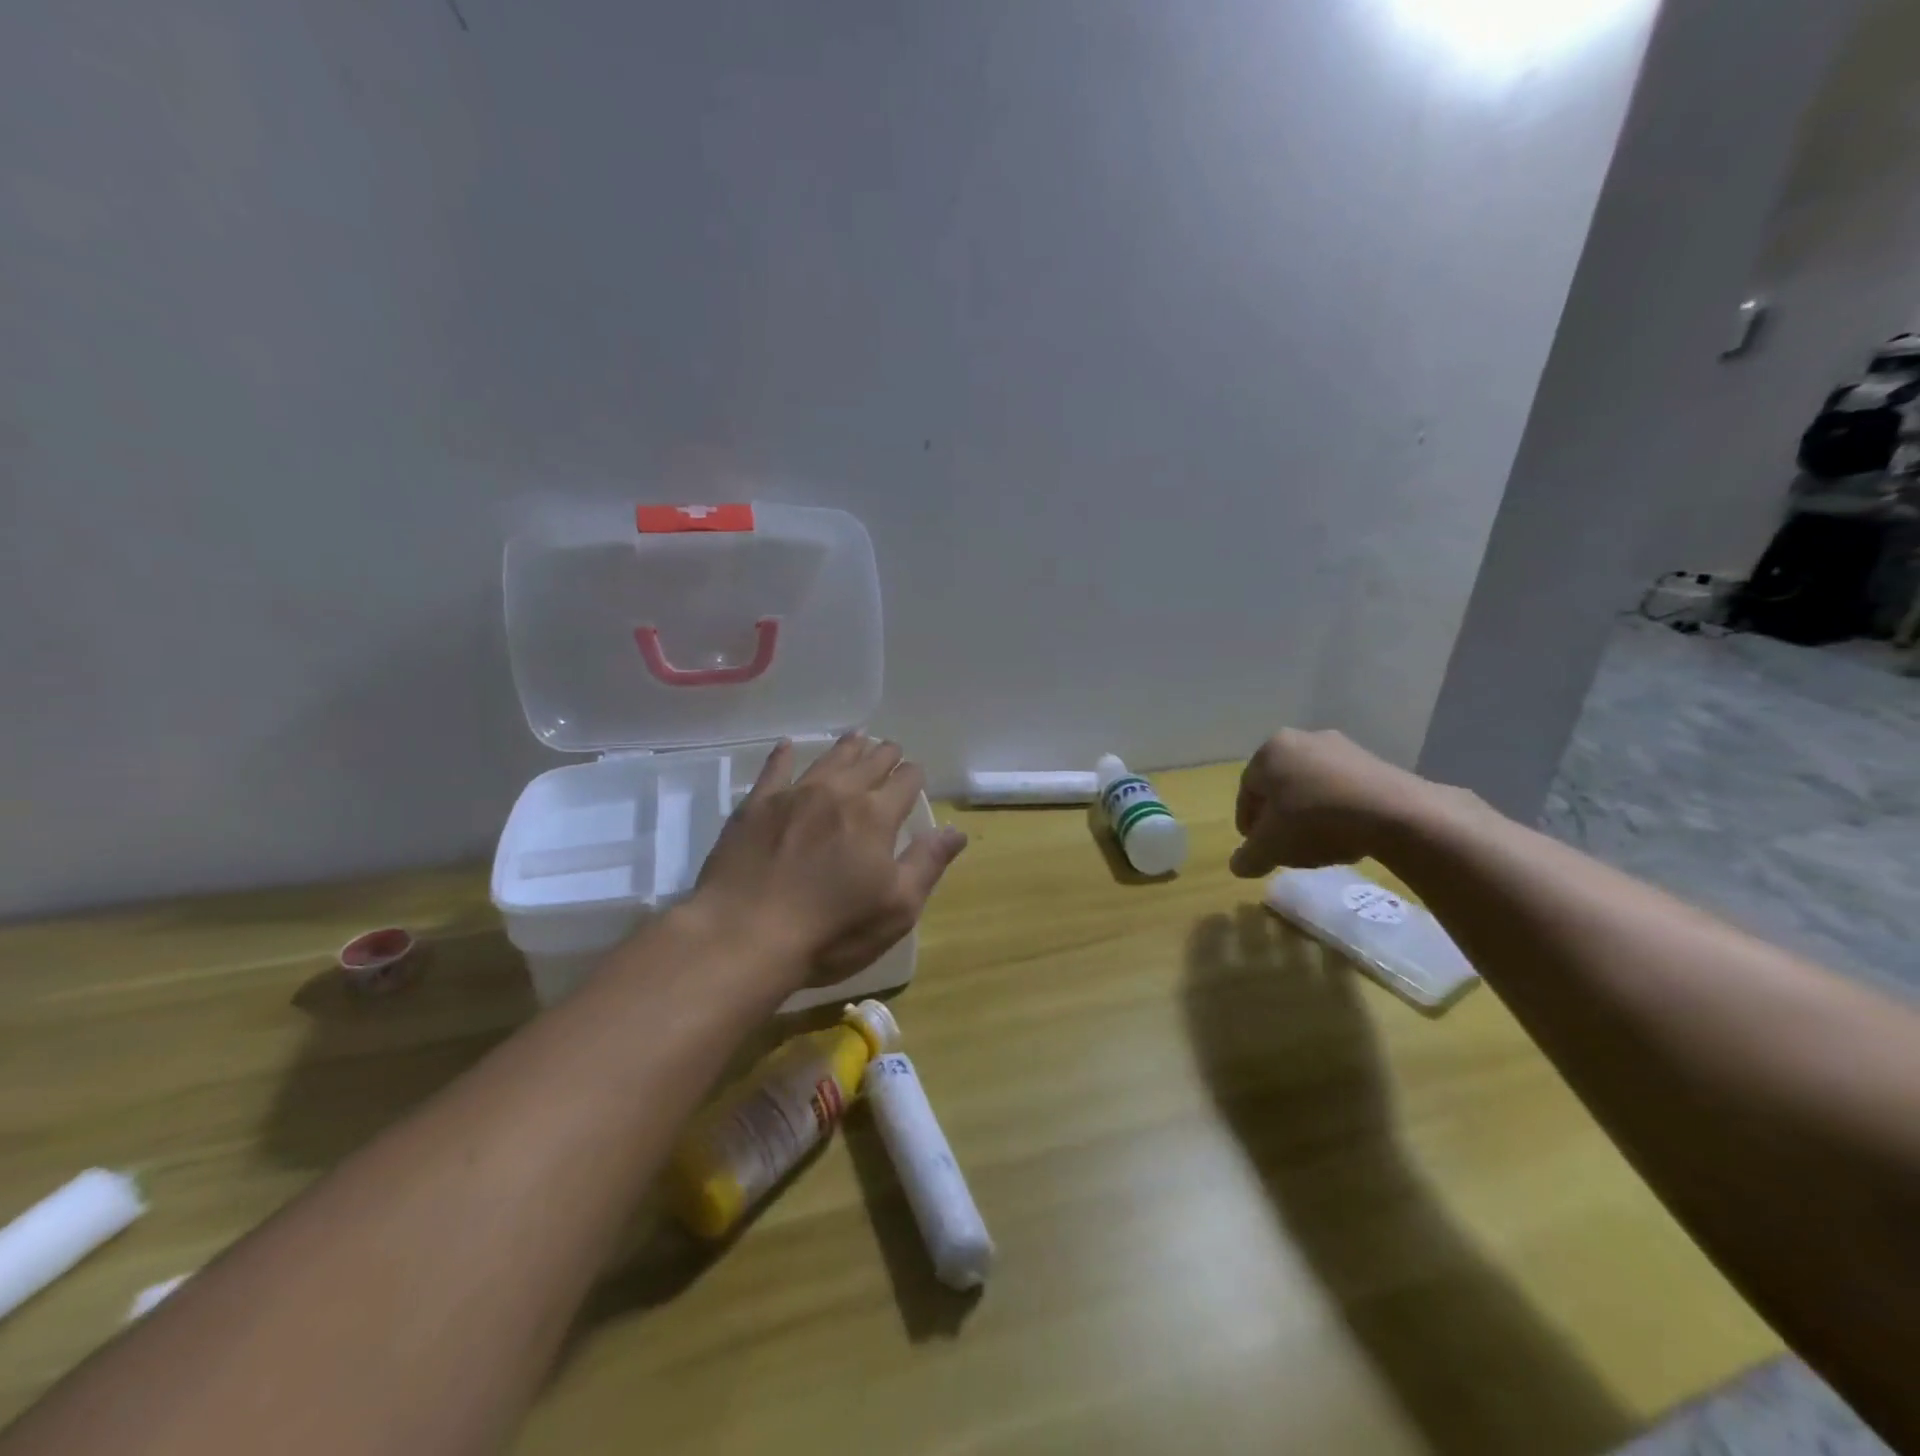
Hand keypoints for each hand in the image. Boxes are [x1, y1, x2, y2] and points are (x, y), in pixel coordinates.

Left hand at [692, 734, 968, 986]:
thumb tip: (956, 831)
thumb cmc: (832, 930)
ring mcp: (793, 795)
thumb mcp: (897, 907)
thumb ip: (928, 863)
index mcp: (876, 816)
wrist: (744, 935)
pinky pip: (774, 769)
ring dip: (846, 748)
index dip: (913, 776)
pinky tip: (788, 746)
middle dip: (885, 754)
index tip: (915, 776)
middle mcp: (838, 793)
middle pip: (869, 762)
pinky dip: (785, 755)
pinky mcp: (755, 806)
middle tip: (890, 750)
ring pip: (828, 759)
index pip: (904, 781)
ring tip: (856, 737)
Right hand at [1230, 729, 1447, 878]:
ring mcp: (1342, 747)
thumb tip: (1238, 865)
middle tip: (1284, 845)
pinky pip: (1343, 788)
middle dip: (1280, 816)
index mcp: (1270, 751)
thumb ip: (1248, 857)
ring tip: (1317, 843)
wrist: (1395, 814)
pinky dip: (1338, 810)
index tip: (1256, 847)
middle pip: (1280, 786)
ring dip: (1309, 813)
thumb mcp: (1271, 848)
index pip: (1247, 791)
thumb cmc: (1314, 822)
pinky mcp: (1375, 761)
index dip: (1248, 823)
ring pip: (1312, 786)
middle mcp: (1302, 739)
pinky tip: (1346, 833)